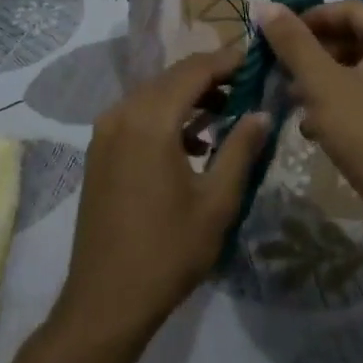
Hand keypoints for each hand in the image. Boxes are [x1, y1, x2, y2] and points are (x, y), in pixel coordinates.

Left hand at [54, 43, 270, 341]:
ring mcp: (105, 132)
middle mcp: (122, 114)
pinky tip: (192, 143)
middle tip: (250, 87)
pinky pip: (137, 116)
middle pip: (172, 78)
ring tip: (228, 114)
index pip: (195, 70)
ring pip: (154, 95)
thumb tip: (263, 113)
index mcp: (150, 119)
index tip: (259, 61)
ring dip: (189, 97)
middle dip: (212, 77)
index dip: (229, 61)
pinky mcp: (99, 151)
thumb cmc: (168, 251)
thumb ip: (241, 149)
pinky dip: (167, 117)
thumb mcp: (217, 201)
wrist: (106, 301)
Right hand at [256, 0, 362, 266]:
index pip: (350, 9)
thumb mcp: (322, 84)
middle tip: (281, 73)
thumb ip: (293, 42)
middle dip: (315, 55)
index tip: (276, 38)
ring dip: (326, 82)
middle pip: (358, 40)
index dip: (310, 19)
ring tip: (293, 103)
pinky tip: (317, 130)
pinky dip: (346, 105)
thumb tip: (266, 5)